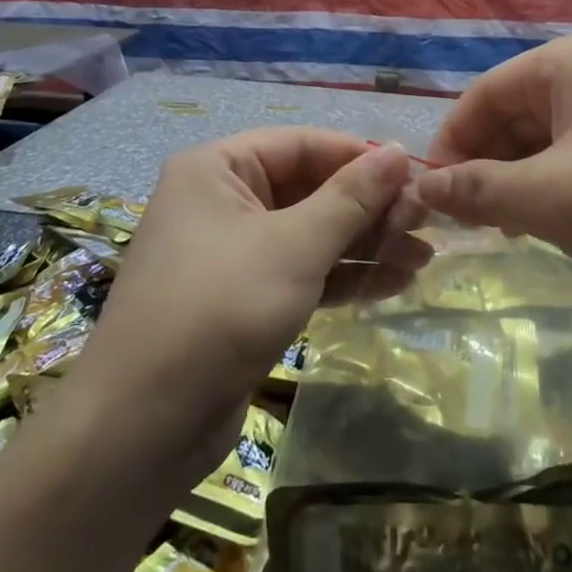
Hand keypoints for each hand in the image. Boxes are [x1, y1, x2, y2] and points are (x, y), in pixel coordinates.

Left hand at [70, 129, 426, 476]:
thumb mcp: (294, 246)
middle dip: (369, 209)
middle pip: (309, 190)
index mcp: (218, 168)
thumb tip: (401, 150)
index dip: (361, 158)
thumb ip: (352, 197)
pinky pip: (301, 273)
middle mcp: (222, 201)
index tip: (417, 176)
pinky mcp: (243, 300)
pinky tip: (393, 283)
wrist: (144, 427)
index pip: (303, 144)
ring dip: (365, 245)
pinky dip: (342, 277)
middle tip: (427, 224)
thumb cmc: (220, 308)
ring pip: (310, 235)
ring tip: (424, 258)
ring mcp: (232, 253)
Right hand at [414, 31, 571, 316]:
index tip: (433, 197)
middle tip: (471, 222)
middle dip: (487, 165)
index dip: (450, 144)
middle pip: (515, 114)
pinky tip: (558, 225)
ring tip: (510, 229)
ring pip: (550, 139)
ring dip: (521, 181)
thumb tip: (423, 186)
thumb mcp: (547, 197)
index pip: (482, 94)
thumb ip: (477, 190)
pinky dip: (561, 187)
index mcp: (566, 62)